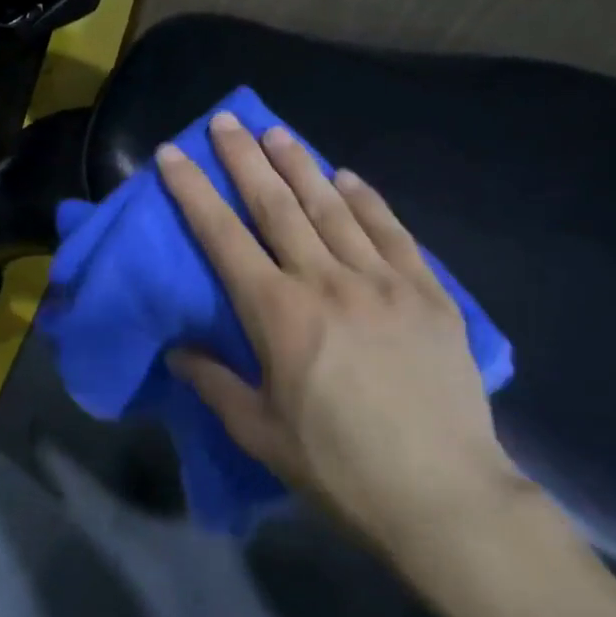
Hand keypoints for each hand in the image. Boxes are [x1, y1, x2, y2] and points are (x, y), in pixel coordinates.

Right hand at [159, 115, 529, 570]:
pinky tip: (347, 177)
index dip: (193, 191)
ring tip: (277, 132)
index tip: (173, 152)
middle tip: (225, 120)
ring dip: (300, 165)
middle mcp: (327, 282)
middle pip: (277, 206)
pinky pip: (392, 232)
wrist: (443, 496)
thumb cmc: (337, 466)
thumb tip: (179, 349)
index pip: (222, 237)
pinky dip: (366, 200)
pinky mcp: (428, 294)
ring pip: (333, 208)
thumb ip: (213, 382)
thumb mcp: (258, 431)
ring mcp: (383, 282)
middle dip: (245, 159)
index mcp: (278, 314)